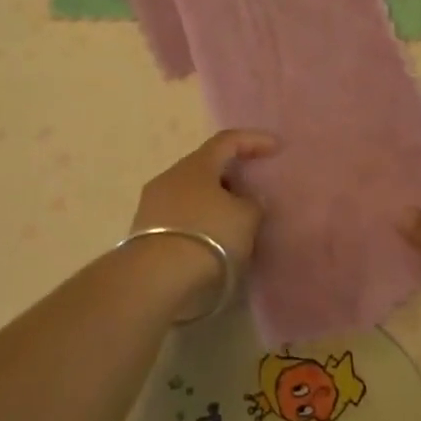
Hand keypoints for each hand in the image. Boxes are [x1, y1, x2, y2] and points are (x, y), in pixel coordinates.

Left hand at [132, 128, 277, 262]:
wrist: (156, 280)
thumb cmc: (209, 237)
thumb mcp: (246, 218)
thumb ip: (253, 203)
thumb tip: (247, 199)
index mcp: (196, 165)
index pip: (227, 140)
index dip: (253, 140)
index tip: (276, 148)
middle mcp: (170, 177)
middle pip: (205, 167)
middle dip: (231, 176)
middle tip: (253, 191)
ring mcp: (153, 205)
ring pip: (191, 194)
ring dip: (214, 202)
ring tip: (236, 221)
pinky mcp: (144, 233)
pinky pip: (181, 218)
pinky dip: (200, 223)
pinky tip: (214, 241)